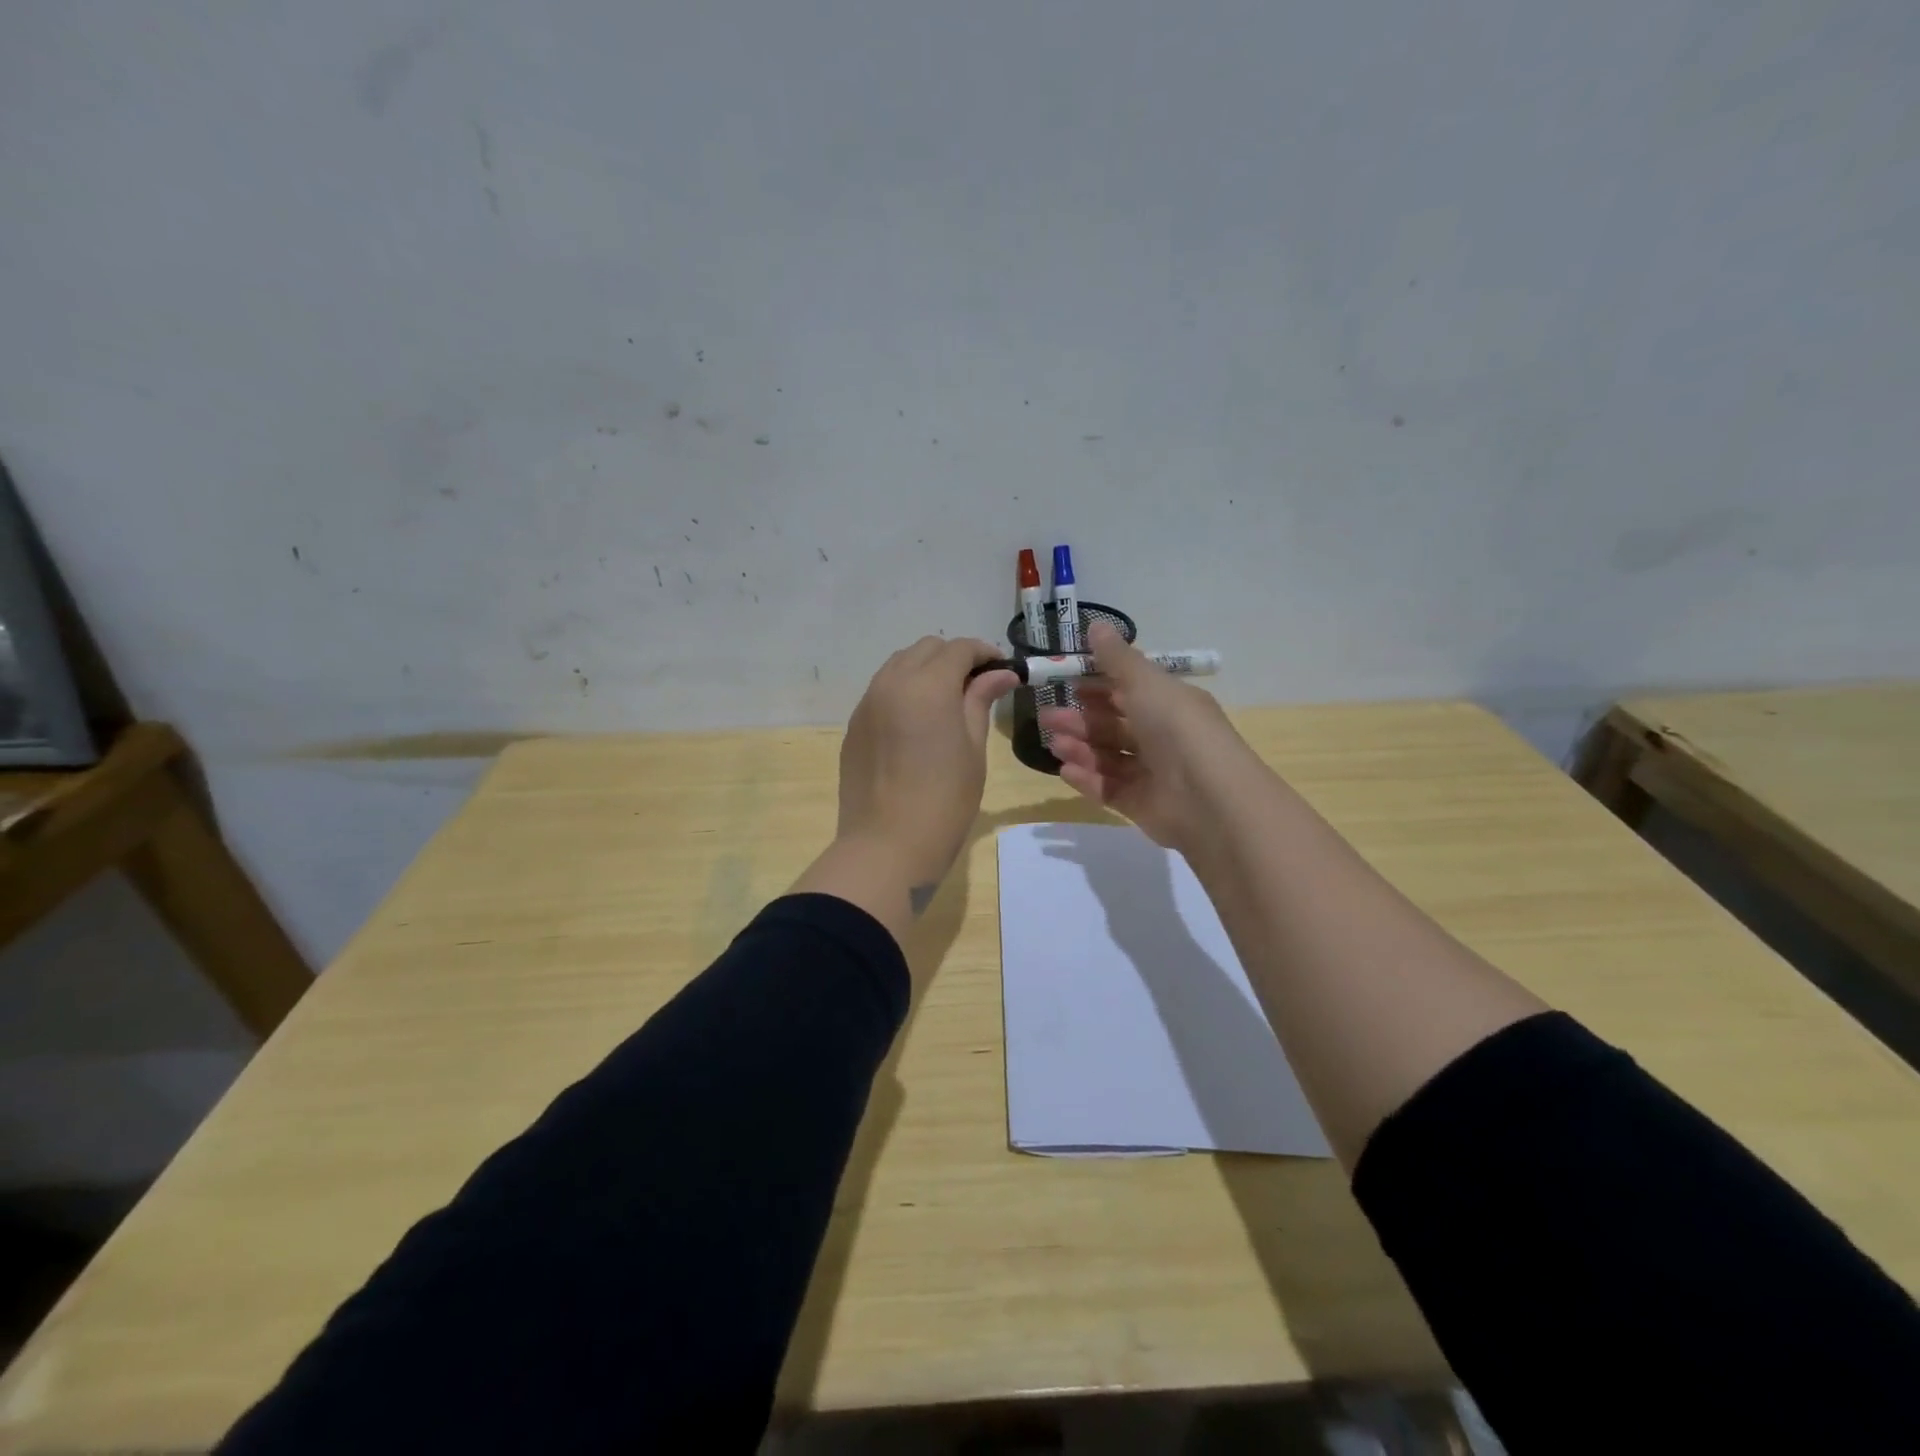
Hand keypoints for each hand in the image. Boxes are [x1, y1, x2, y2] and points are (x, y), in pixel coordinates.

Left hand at [835, 636, 1018, 894]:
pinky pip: (881, 691)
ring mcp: (867, 704)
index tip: (1004, 672)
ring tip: (948, 702)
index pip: (959, 649)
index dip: (985, 653)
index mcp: (927, 685)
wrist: (887, 846)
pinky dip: (904, 691)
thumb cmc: (944, 800)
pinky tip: (918, 722)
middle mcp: (891, 683)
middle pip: (926, 649)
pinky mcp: (854, 727)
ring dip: (926, 671)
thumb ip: (980, 701)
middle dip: (954, 658)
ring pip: (899, 665)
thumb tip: (1000, 674)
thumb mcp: (972, 748)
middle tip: (978, 686)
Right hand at [1039, 621, 1256, 852]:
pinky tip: (1065, 770)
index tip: (1067, 682)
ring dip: (1080, 747)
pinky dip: (1088, 779)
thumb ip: (1117, 658)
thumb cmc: (1177, 729)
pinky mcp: (1142, 804)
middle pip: (1114, 725)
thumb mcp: (1145, 683)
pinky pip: (1109, 788)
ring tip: (1053, 744)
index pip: (1130, 690)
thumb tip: (1096, 625)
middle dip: (1080, 719)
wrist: (1208, 798)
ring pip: (1109, 756)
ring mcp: (1153, 773)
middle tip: (1046, 717)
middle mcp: (1163, 736)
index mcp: (1170, 703)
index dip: (1098, 685)